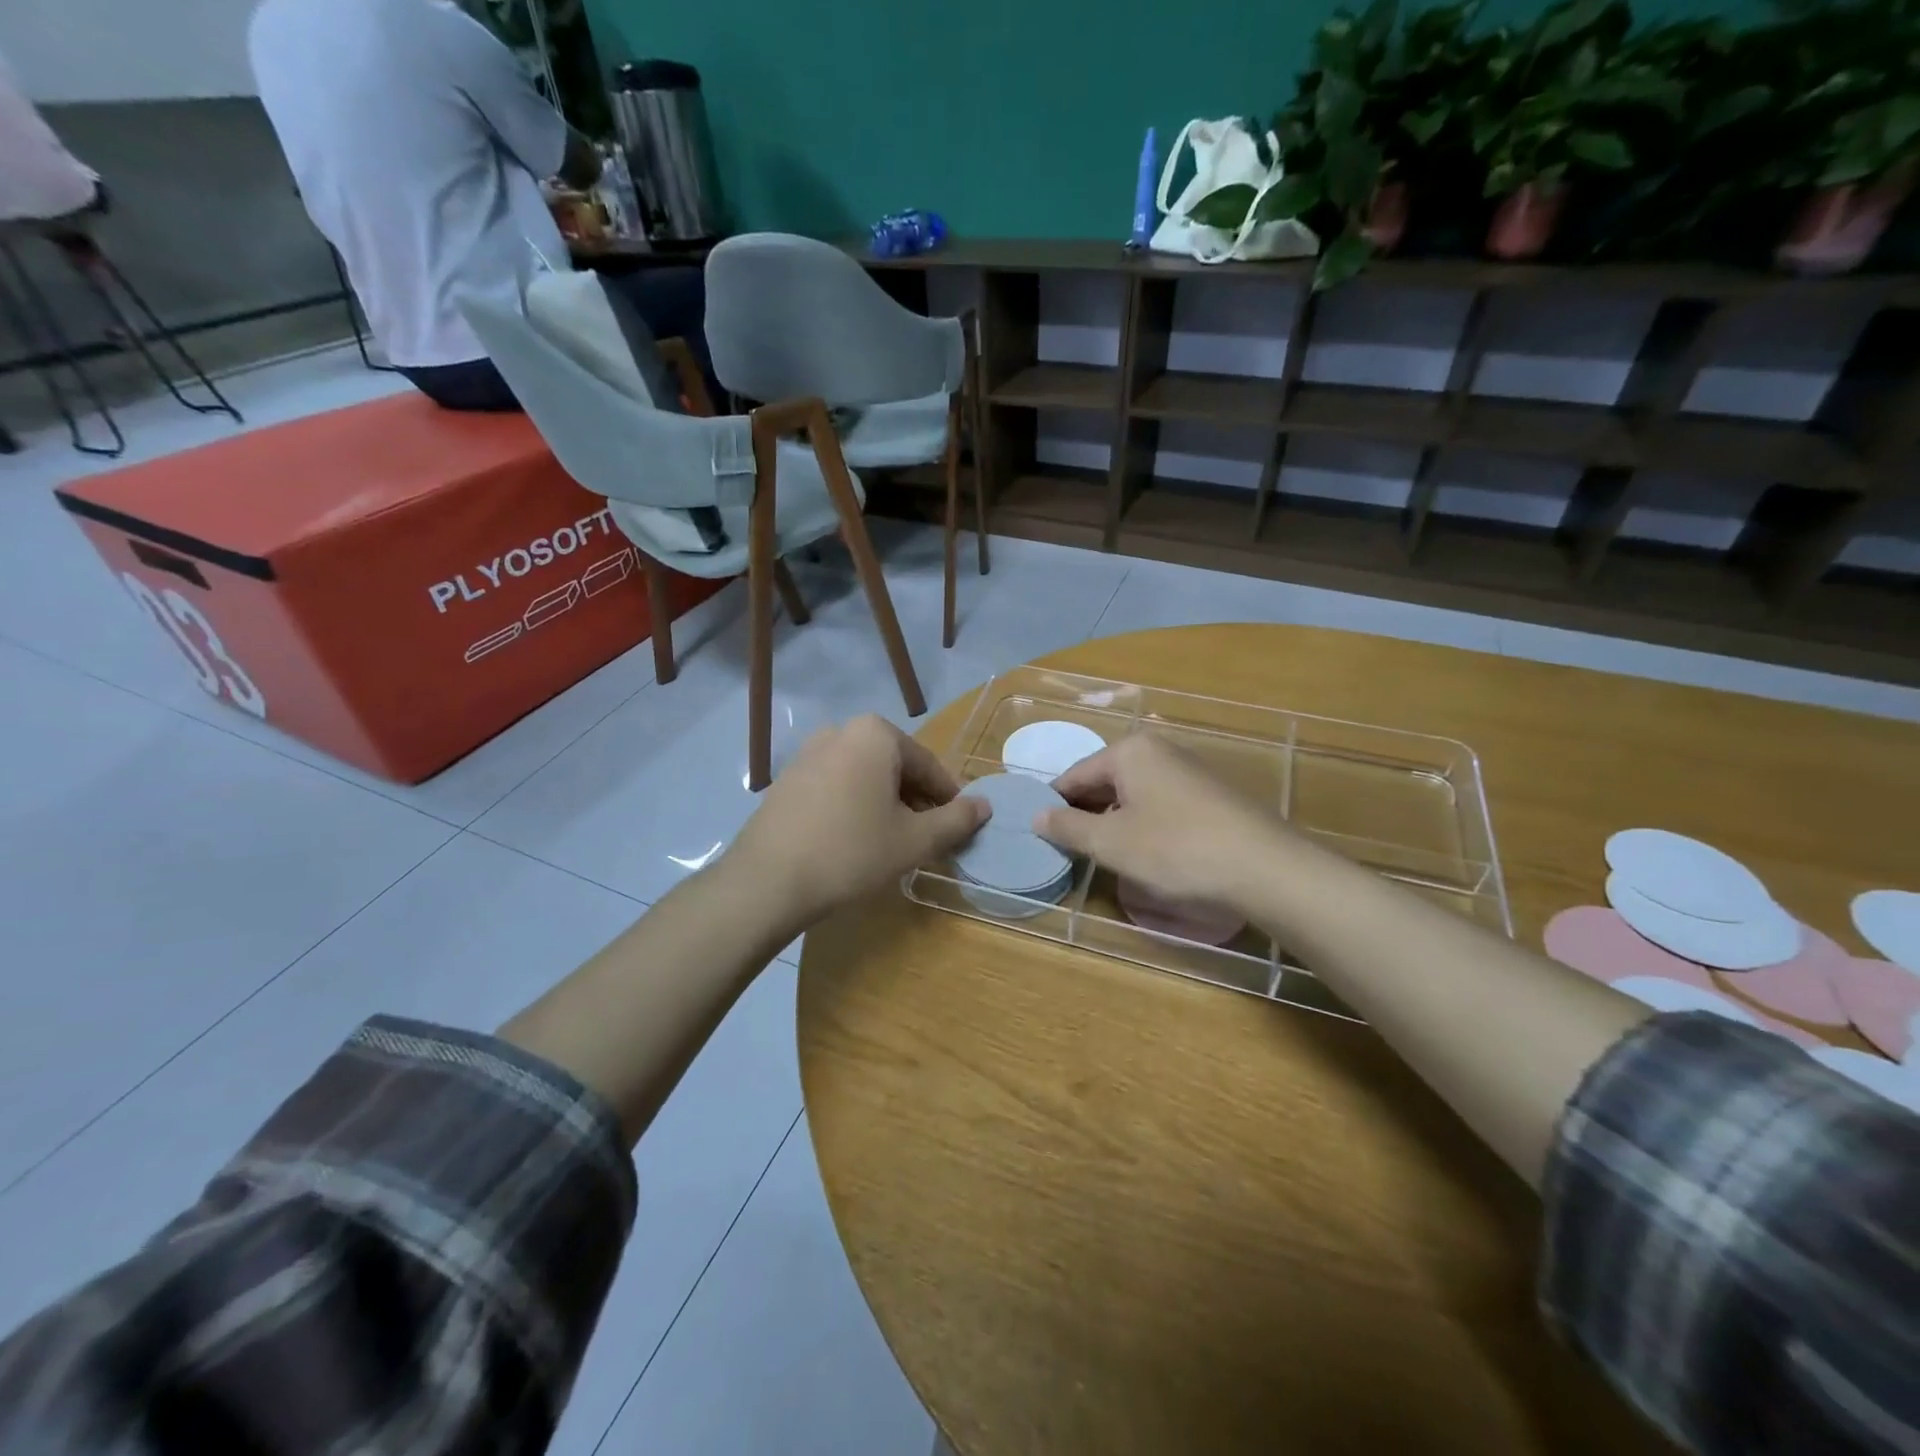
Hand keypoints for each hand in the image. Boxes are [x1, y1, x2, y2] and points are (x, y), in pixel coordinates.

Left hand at [727, 715, 989, 929]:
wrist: (768, 881)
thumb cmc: (851, 852)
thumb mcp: (914, 840)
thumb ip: (956, 819)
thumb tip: (985, 806)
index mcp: (876, 734)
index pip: (929, 766)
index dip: (949, 800)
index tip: (958, 829)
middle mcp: (841, 731)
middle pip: (896, 768)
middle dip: (916, 801)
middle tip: (926, 840)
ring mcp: (808, 753)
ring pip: (865, 777)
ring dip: (886, 805)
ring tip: (892, 844)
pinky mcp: (787, 779)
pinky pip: (837, 786)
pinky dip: (855, 806)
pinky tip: (854, 841)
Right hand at [1035, 734, 1290, 913]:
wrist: (1265, 868)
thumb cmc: (1176, 849)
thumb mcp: (1111, 843)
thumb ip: (1068, 827)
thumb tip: (1036, 815)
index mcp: (1130, 751)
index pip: (1074, 775)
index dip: (1054, 806)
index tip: (1041, 835)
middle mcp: (1159, 750)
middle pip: (1105, 781)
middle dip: (1085, 813)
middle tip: (1070, 850)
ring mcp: (1189, 771)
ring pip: (1134, 794)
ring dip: (1115, 821)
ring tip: (1105, 856)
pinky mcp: (1211, 795)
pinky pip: (1161, 805)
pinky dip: (1145, 824)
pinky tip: (1147, 854)